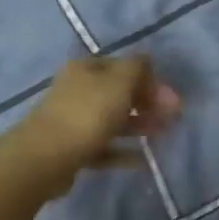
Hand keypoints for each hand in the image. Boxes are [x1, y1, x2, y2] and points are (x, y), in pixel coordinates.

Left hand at [16, 56, 181, 197]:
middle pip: (119, 93)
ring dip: (139, 126)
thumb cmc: (87, 113)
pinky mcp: (73, 148)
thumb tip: (147, 59)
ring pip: (113, 120)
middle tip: (172, 117)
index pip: (124, 66)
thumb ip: (137, 68)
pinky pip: (104, 147)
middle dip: (147, 103)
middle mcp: (78, 90)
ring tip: (162, 135)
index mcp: (87, 69)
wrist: (46, 157)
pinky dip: (123, 151)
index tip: (171, 98)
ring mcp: (74, 120)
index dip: (150, 79)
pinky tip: (143, 159)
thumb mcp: (119, 83)